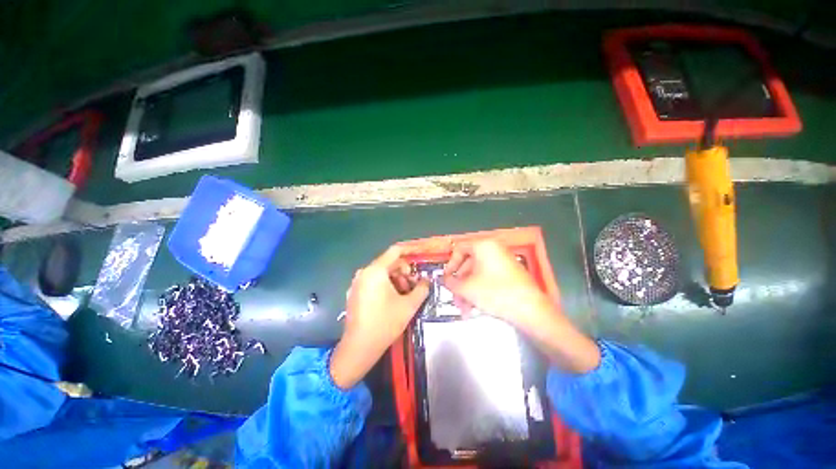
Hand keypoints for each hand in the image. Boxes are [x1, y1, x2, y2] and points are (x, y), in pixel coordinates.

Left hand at [330, 246, 429, 388]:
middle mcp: (364, 272)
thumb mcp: (409, 305)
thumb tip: (426, 280)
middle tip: (414, 286)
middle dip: (404, 272)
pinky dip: (386, 285)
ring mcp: (357, 282)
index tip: (421, 255)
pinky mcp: (355, 292)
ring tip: (404, 296)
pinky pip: (374, 281)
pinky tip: (392, 300)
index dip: (410, 250)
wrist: (358, 348)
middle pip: (389, 263)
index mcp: (375, 271)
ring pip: (382, 273)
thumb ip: (422, 289)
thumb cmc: (385, 324)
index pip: (395, 251)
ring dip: (396, 280)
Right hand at [442, 240, 555, 330]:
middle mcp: (494, 250)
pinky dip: (480, 290)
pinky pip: (488, 278)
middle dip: (460, 284)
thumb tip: (445, 280)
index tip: (446, 278)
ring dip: (468, 291)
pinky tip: (475, 307)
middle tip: (455, 298)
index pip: (459, 249)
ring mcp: (503, 261)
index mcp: (483, 246)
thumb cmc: (495, 293)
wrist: (531, 310)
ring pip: (478, 274)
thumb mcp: (467, 288)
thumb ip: (451, 282)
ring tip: (464, 308)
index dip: (450, 264)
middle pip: (468, 264)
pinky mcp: (510, 274)